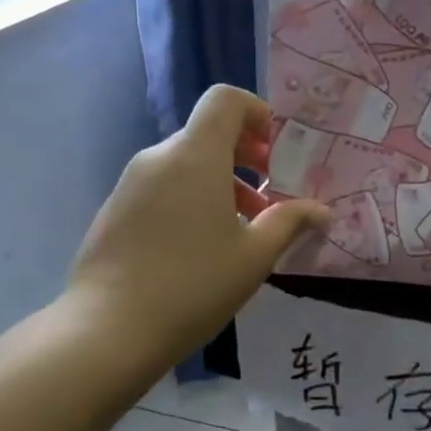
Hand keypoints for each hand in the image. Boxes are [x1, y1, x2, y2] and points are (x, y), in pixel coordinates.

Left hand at [60, 85, 328, 394]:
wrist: (108, 331)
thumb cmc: (193, 285)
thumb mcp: (255, 255)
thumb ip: (291, 222)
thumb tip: (322, 211)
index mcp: (195, 156)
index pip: (225, 100)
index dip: (257, 113)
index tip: (276, 152)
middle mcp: (159, 158)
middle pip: (208, 133)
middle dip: (246, 156)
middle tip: (272, 193)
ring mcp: (131, 183)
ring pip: (186, 163)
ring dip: (222, 181)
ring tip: (246, 226)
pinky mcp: (116, 210)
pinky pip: (163, 186)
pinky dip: (192, 197)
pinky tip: (204, 245)